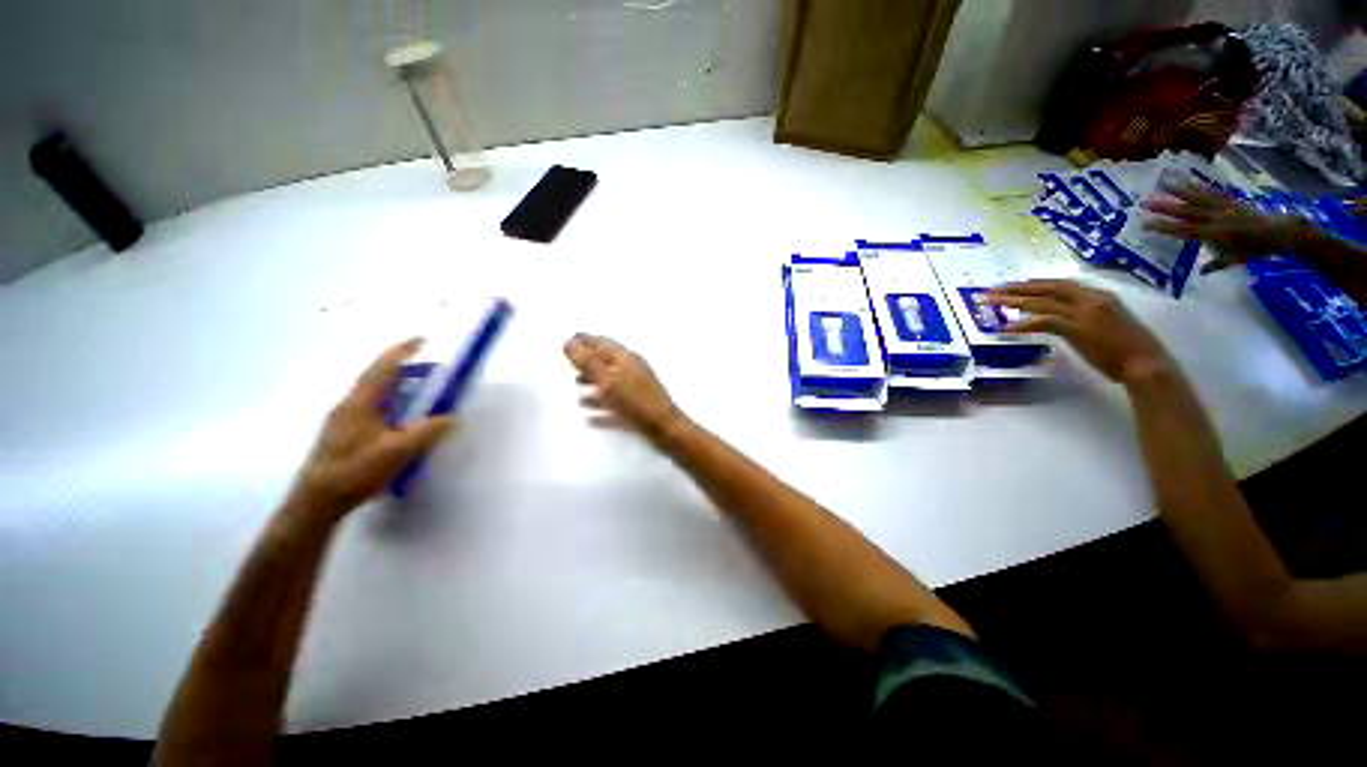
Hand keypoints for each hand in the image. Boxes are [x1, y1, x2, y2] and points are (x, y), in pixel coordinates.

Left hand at [286, 339, 454, 521]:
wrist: (317, 501)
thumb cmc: (356, 471)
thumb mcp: (398, 451)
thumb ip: (428, 431)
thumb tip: (452, 417)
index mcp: (361, 403)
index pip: (384, 368)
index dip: (403, 351)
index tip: (422, 339)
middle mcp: (349, 404)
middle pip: (377, 376)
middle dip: (403, 367)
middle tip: (430, 369)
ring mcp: (343, 418)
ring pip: (373, 392)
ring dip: (397, 385)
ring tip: (420, 390)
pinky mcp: (343, 432)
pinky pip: (371, 406)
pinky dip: (390, 401)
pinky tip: (401, 417)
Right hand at [564, 333, 684, 442]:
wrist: (664, 429)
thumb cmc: (635, 402)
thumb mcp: (606, 380)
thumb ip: (587, 361)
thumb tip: (570, 341)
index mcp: (625, 359)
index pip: (601, 343)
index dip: (583, 341)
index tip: (567, 342)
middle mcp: (631, 370)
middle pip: (606, 362)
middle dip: (587, 363)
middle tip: (571, 365)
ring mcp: (636, 390)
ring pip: (610, 383)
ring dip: (593, 385)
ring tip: (577, 389)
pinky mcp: (638, 408)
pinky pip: (615, 405)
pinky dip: (602, 408)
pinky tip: (591, 418)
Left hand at [987, 280, 1172, 384]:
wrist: (1146, 364)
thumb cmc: (1128, 350)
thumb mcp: (1104, 325)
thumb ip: (1082, 318)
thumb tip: (1057, 319)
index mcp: (1100, 296)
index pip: (1061, 285)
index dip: (1035, 284)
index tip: (1014, 285)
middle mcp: (1092, 298)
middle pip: (1047, 288)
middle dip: (1017, 287)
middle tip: (991, 289)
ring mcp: (1085, 312)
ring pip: (1042, 301)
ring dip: (1013, 300)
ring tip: (989, 301)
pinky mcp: (1080, 328)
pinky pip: (1045, 322)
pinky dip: (1024, 324)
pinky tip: (1006, 328)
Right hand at [1141, 182, 1293, 274]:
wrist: (1277, 233)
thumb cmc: (1253, 250)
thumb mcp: (1234, 261)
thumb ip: (1215, 263)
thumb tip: (1201, 271)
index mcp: (1211, 233)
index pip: (1182, 229)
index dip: (1163, 226)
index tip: (1144, 224)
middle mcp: (1213, 218)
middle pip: (1185, 211)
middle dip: (1164, 206)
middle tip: (1144, 202)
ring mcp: (1222, 207)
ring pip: (1197, 197)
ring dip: (1179, 190)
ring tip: (1163, 182)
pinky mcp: (1230, 200)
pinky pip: (1212, 192)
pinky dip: (1199, 186)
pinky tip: (1189, 181)